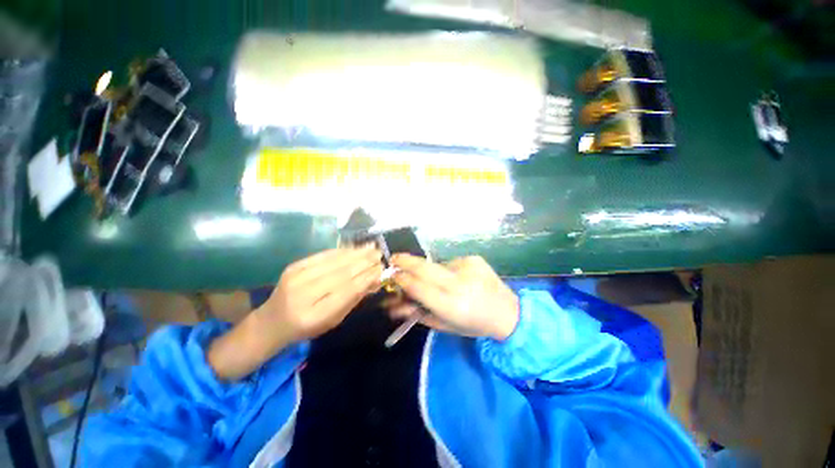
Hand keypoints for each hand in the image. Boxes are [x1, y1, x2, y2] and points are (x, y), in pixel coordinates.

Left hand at [256, 246, 383, 341]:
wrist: (272, 321)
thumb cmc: (307, 326)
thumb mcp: (333, 320)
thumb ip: (353, 299)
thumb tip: (375, 280)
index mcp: (315, 315)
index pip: (347, 291)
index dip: (366, 278)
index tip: (381, 269)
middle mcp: (303, 294)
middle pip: (341, 273)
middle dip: (364, 262)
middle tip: (380, 254)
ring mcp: (296, 277)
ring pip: (334, 261)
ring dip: (356, 253)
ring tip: (372, 247)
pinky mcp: (294, 266)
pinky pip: (323, 255)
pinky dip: (342, 251)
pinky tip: (354, 247)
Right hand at [389, 255, 518, 340]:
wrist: (508, 312)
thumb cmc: (474, 324)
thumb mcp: (445, 326)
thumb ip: (418, 314)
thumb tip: (395, 304)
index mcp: (451, 305)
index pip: (418, 287)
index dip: (402, 279)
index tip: (392, 274)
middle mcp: (459, 284)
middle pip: (424, 267)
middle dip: (405, 261)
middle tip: (394, 258)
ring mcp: (468, 268)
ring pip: (437, 265)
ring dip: (431, 271)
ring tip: (442, 283)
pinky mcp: (474, 259)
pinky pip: (452, 263)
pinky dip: (449, 270)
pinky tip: (459, 279)